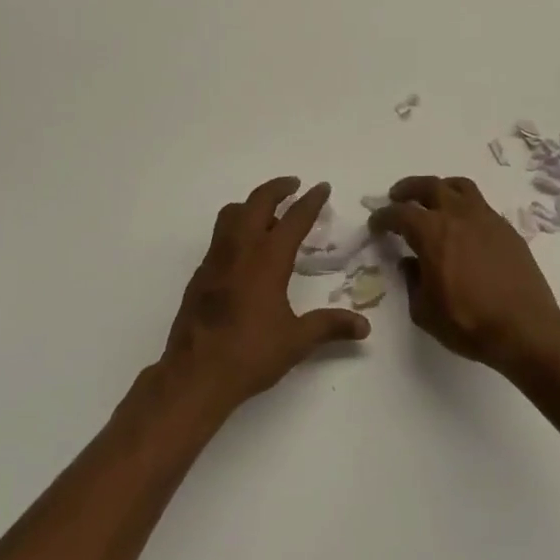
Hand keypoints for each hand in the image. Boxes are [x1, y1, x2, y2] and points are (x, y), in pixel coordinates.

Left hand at [161, 177, 371, 412]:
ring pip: (231, 214)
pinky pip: (219, 236)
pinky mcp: (200, 274)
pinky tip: (245, 250)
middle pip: (257, 202)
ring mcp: (215, 259)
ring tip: (267, 212)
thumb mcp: (297, 341)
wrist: (195, 374)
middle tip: (293, 185)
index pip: (293, 219)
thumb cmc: (250, 354)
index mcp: (267, 260)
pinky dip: (235, 227)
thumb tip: (364, 326)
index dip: (310, 201)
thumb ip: (330, 326)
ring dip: (251, 204)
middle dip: (277, 188)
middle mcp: (240, 250)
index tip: (322, 187)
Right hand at [370, 176, 559, 368]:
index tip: (376, 224)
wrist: (526, 328)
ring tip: (434, 198)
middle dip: (408, 189)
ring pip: (459, 187)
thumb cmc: (469, 322)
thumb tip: (411, 264)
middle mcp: (457, 216)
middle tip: (398, 196)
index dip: (383, 217)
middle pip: (429, 186)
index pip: (399, 214)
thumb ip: (412, 282)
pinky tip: (463, 224)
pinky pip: (481, 205)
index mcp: (431, 233)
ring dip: (440, 188)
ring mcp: (486, 219)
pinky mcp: (506, 229)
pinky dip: (465, 206)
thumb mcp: (424, 311)